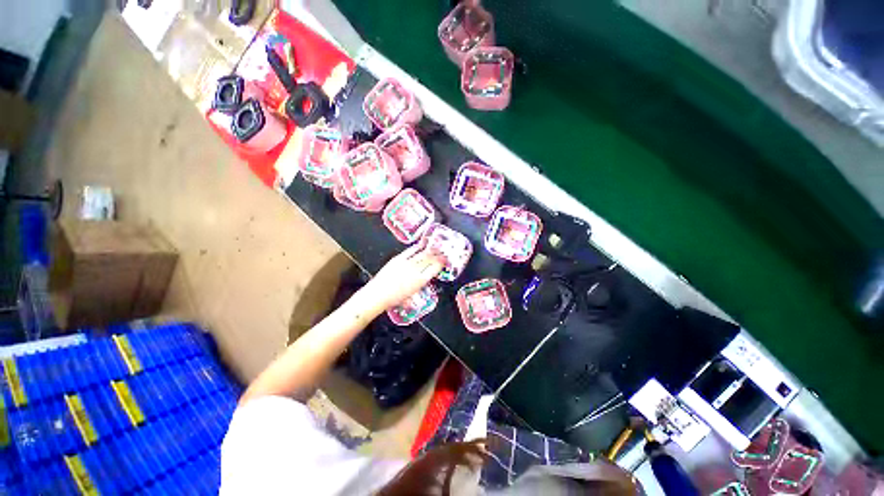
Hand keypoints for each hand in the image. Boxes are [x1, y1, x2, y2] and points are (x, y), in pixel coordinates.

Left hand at [359, 245, 444, 311]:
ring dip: (430, 251)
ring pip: (422, 254)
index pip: (435, 268)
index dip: (441, 263)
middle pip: (430, 259)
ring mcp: (407, 263)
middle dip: (438, 255)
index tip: (445, 261)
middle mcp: (416, 270)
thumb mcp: (413, 294)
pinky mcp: (398, 259)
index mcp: (420, 280)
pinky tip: (421, 245)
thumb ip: (421, 284)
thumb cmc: (395, 299)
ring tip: (435, 248)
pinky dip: (417, 247)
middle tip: (442, 253)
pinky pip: (410, 251)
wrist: (378, 294)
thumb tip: (426, 277)